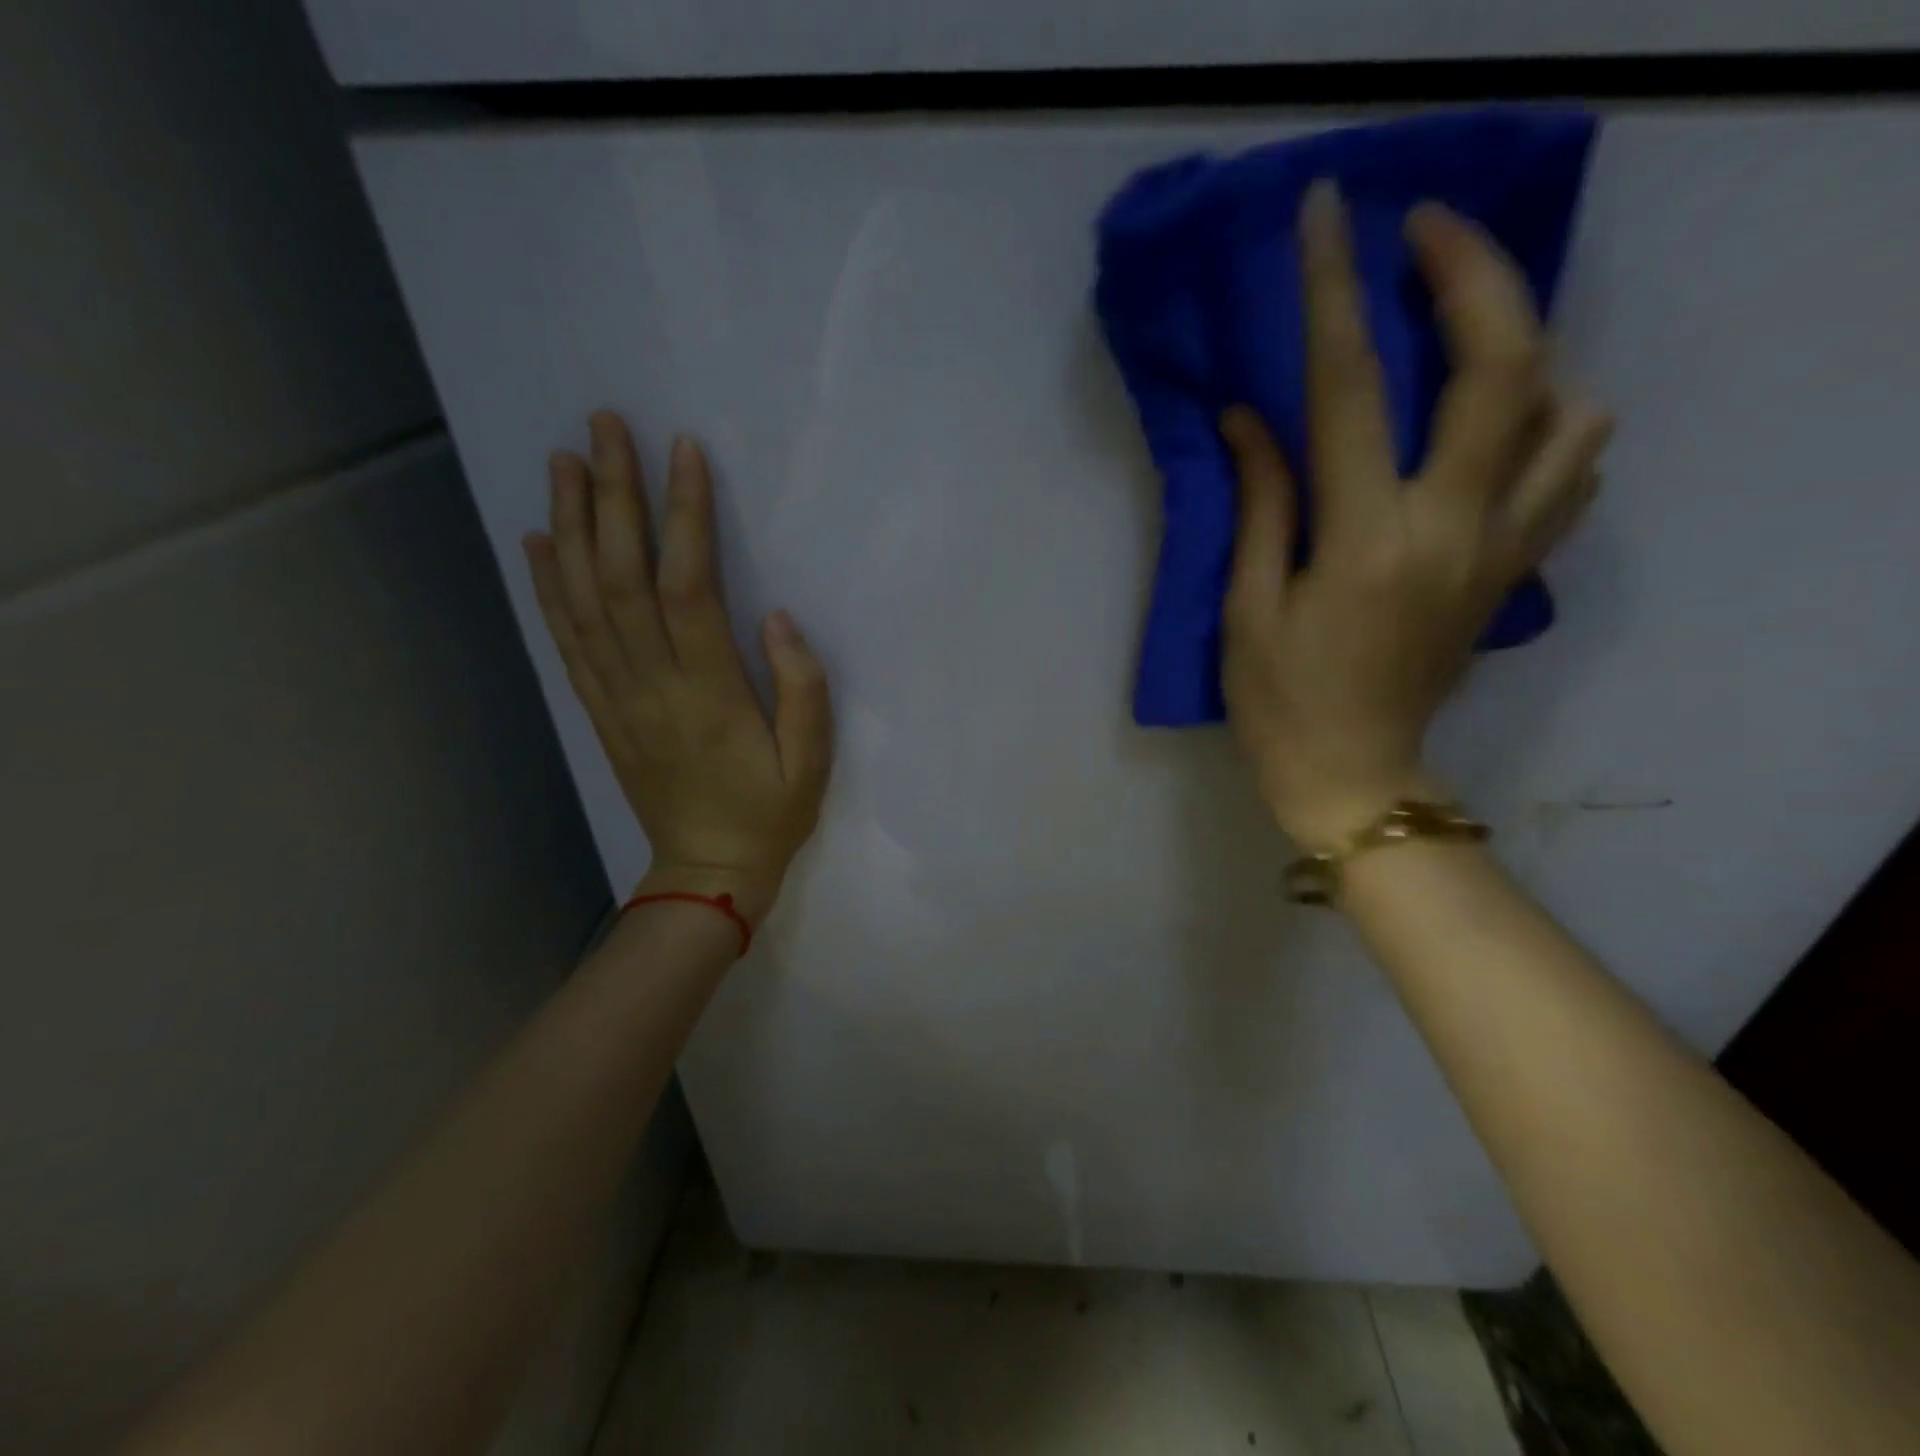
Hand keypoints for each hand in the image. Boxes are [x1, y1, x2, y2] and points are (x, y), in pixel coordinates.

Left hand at [523, 411, 831, 923]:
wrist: (707, 872)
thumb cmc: (770, 814)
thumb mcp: (812, 762)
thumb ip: (803, 689)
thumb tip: (778, 617)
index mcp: (709, 693)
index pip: (688, 588)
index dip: (683, 518)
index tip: (682, 453)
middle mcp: (651, 685)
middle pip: (621, 577)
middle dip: (611, 496)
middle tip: (603, 426)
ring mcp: (616, 697)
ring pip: (584, 600)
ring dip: (570, 526)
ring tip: (564, 461)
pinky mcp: (601, 709)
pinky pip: (567, 640)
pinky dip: (547, 586)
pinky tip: (537, 541)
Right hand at [1221, 184, 1611, 848]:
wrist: (1356, 776)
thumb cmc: (1281, 703)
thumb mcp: (1248, 609)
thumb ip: (1261, 505)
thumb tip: (1252, 419)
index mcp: (1366, 542)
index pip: (1353, 389)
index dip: (1334, 293)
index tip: (1329, 214)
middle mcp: (1454, 528)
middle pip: (1504, 367)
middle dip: (1471, 274)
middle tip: (1423, 231)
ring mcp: (1500, 549)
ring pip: (1567, 409)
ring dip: (1526, 342)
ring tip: (1470, 327)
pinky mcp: (1513, 570)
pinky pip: (1572, 470)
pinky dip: (1553, 418)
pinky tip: (1506, 417)